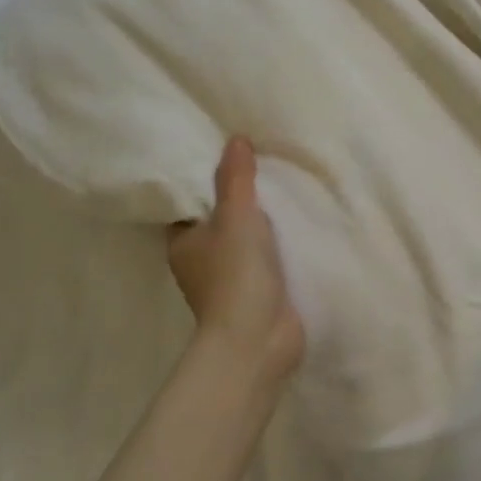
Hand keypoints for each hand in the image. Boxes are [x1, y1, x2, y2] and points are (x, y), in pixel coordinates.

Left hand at [167, 137, 305, 386]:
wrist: (258, 340)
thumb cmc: (236, 274)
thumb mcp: (236, 215)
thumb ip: (236, 177)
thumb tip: (235, 139)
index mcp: (183, 241)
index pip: (190, 203)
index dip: (207, 180)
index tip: (230, 156)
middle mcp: (200, 261)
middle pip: (219, 221)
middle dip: (240, 200)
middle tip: (263, 165)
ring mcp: (229, 281)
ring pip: (244, 241)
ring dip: (261, 224)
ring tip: (285, 188)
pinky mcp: (257, 295)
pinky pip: (266, 260)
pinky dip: (278, 246)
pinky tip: (298, 225)